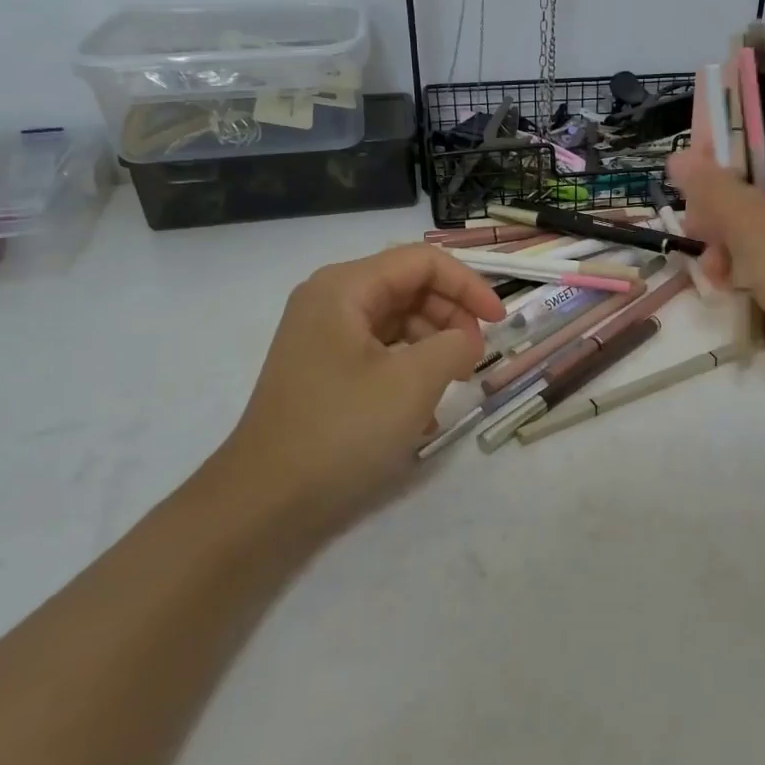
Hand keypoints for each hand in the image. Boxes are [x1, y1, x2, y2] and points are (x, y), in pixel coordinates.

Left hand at [206, 246, 503, 534]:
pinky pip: (380, 351)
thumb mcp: (413, 383)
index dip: (468, 285)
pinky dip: (410, 368)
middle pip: (409, 286)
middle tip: (475, 357)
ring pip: (397, 320)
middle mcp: (331, 301)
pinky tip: (425, 409)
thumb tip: (466, 340)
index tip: (499, 322)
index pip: (422, 262)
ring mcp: (324, 337)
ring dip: (434, 344)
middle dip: (451, 315)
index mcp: (345, 288)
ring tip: (454, 383)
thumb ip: (455, 345)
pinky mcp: (325, 370)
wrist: (264, 502)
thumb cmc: (341, 430)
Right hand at [670, 117, 764, 401]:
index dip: (727, 147)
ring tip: (715, 275)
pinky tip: (736, 289)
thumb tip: (679, 156)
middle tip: (699, 232)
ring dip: (734, 243)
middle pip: (764, 176)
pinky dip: (759, 264)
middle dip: (724, 210)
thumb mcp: (753, 228)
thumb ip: (713, 188)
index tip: (698, 179)